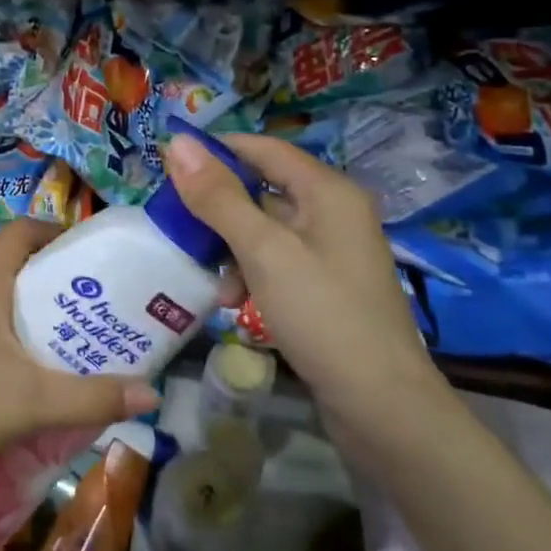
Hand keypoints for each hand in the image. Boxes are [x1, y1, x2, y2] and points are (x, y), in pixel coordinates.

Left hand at [0, 220, 158, 498]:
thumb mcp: (29, 403)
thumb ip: (90, 397)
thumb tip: (151, 394)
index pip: (24, 230)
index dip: (58, 233)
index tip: (91, 258)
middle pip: (9, 263)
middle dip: (49, 281)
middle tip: (87, 310)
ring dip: (21, 310)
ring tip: (57, 342)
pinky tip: (8, 372)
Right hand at [164, 132, 447, 447]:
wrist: (383, 409)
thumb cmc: (322, 315)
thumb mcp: (263, 251)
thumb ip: (218, 196)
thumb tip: (177, 141)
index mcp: (327, 191)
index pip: (262, 148)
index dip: (216, 150)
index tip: (168, 164)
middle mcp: (333, 213)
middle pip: (262, 189)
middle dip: (217, 205)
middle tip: (175, 221)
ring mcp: (331, 253)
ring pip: (265, 229)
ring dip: (230, 245)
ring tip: (204, 272)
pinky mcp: (325, 288)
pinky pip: (276, 262)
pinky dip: (250, 272)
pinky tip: (231, 301)